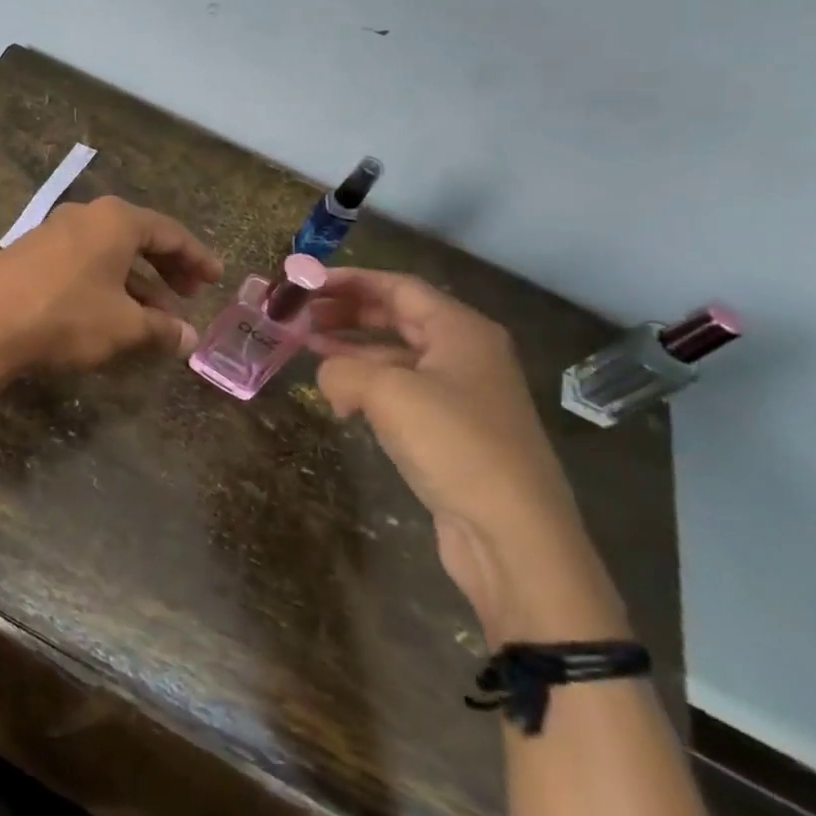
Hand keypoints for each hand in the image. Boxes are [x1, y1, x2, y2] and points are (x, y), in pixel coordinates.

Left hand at [0, 196, 223, 384]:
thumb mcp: (123, 326)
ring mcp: (51, 233)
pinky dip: (105, 283)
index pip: (169, 233)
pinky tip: (109, 313)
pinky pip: (81, 263)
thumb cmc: (65, 316)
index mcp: (115, 220)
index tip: (216, 278)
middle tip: (190, 294)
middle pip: (139, 238)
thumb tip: (190, 339)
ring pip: (108, 253)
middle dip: (168, 267)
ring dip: (136, 281)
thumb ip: (161, 329)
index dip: (197, 257)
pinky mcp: (28, 254)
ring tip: (156, 315)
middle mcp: (84, 216)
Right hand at [309, 269, 624, 641]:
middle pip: (398, 317)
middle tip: (302, 315)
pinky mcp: (452, 432)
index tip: (307, 283)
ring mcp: (462, 395)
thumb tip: (327, 375)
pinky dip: (368, 386)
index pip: (398, 287)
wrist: (513, 536)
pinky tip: (339, 398)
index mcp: (461, 331)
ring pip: (397, 356)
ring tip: (307, 349)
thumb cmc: (454, 444)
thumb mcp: (387, 392)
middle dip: (348, 313)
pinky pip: (402, 392)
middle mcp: (466, 354)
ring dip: (352, 349)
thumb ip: (342, 369)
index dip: (350, 280)